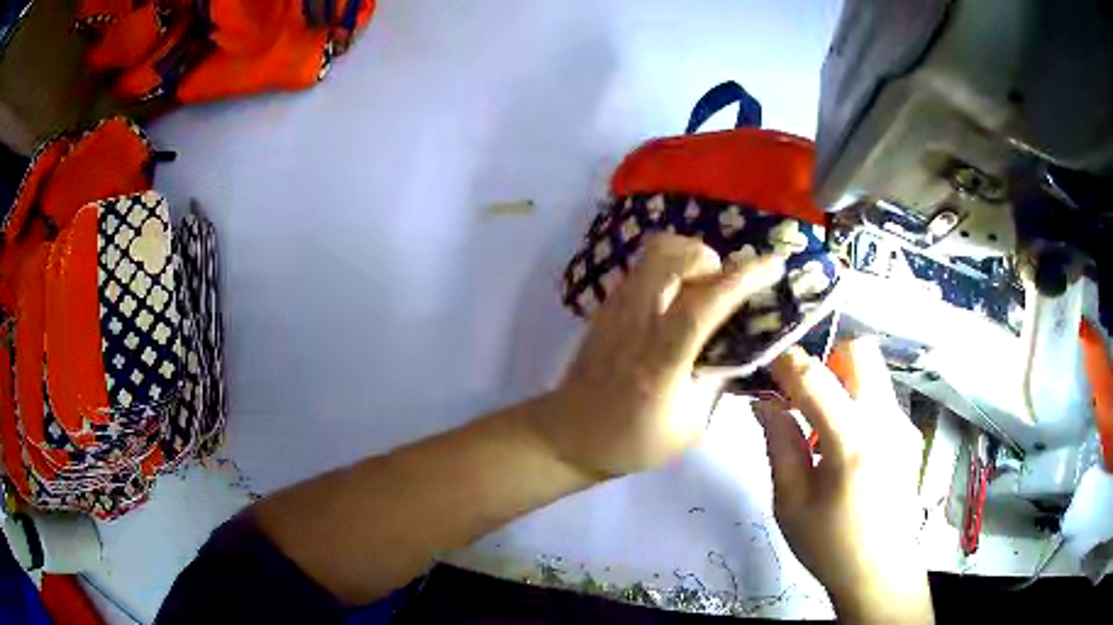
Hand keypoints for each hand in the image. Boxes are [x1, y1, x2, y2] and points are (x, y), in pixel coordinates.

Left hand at [535, 234, 783, 476]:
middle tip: (724, 289)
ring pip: (656, 252)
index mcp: (661, 359)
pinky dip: (670, 266)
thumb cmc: (632, 440)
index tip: (776, 265)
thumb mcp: (689, 426)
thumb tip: (741, 346)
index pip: (704, 304)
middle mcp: (637, 321)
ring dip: (690, 257)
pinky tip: (678, 296)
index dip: (744, 279)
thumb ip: (717, 380)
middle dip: (712, 260)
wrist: (569, 435)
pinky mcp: (606, 305)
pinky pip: (644, 265)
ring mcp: (616, 307)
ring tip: (703, 289)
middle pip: (674, 257)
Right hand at [761, 338, 932, 623]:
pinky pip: (880, 398)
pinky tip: (845, 449)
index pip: (815, 378)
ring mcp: (903, 425)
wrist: (880, 571)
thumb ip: (779, 444)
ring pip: (872, 373)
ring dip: (843, 382)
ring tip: (822, 428)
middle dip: (827, 359)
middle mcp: (885, 421)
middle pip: (860, 351)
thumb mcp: (790, 502)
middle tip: (804, 395)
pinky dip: (858, 404)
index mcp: (852, 442)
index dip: (786, 361)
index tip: (765, 361)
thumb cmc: (829, 544)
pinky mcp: (909, 434)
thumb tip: (764, 403)